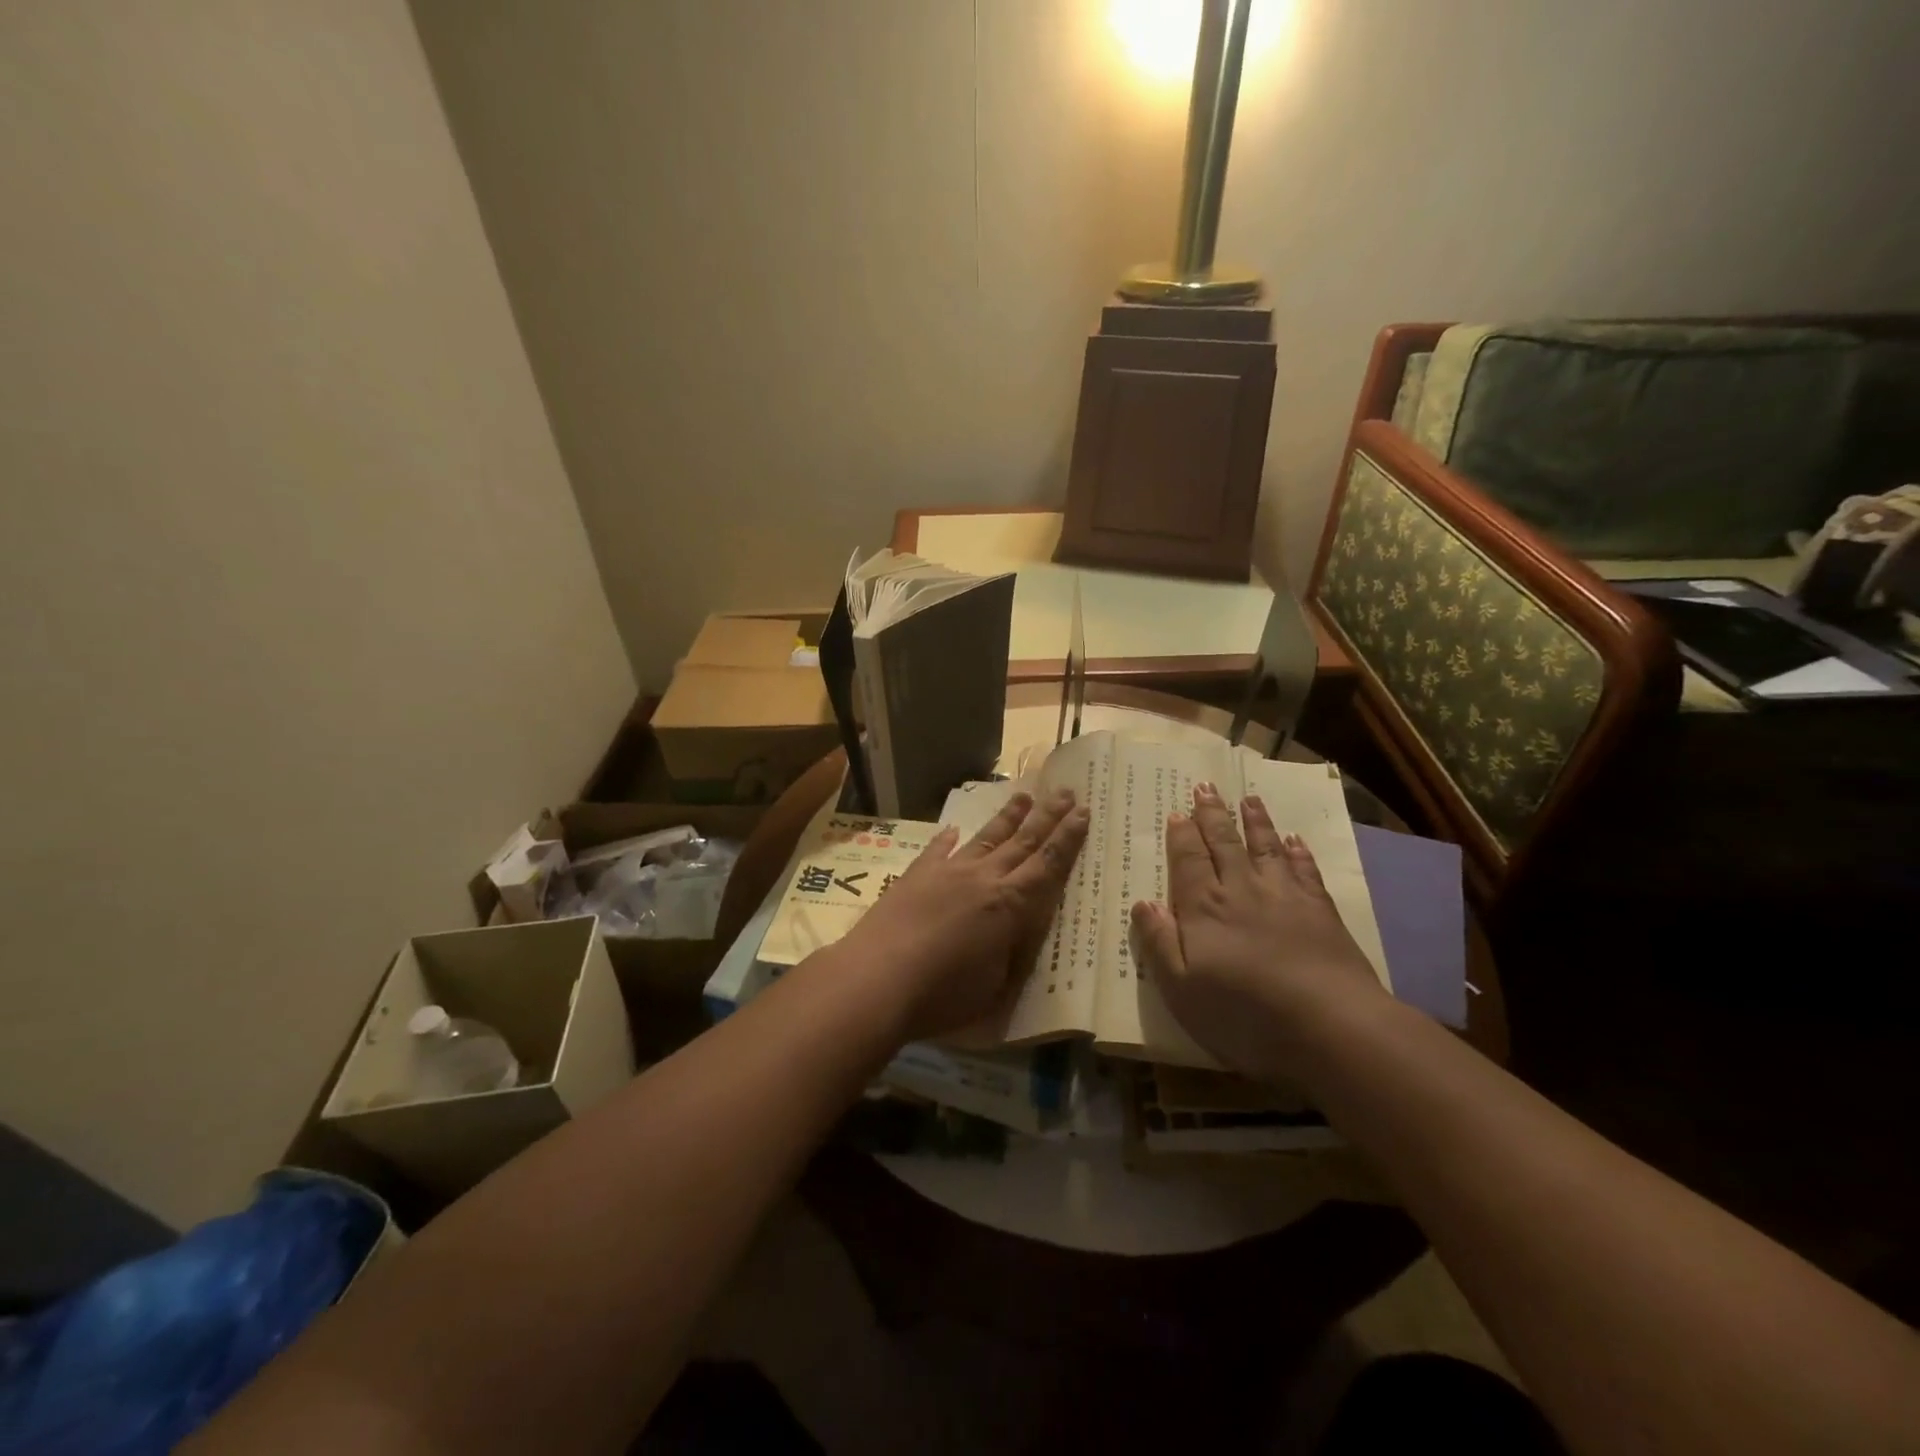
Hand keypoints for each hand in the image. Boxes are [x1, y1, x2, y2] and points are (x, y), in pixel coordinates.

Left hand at [828, 788, 1088, 1043]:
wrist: (877, 978)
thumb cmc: (943, 995)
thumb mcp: (996, 986)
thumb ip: (1012, 953)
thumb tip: (1019, 932)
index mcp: (1010, 905)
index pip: (1047, 865)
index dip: (1068, 839)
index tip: (1083, 812)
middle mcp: (983, 878)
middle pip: (1022, 841)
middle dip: (1047, 816)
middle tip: (1066, 791)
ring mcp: (947, 872)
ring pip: (985, 837)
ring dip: (1007, 817)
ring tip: (1024, 795)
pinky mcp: (916, 876)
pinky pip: (937, 850)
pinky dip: (947, 839)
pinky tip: (953, 829)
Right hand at [1130, 782, 1387, 1078]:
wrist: (1327, 1025)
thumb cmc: (1242, 1013)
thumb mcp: (1180, 988)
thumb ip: (1159, 942)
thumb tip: (1143, 903)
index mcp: (1204, 908)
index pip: (1188, 861)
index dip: (1182, 836)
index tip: (1178, 812)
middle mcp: (1241, 890)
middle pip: (1223, 844)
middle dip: (1212, 815)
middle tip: (1205, 787)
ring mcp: (1284, 897)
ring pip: (1264, 847)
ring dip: (1255, 822)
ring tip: (1248, 798)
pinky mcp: (1320, 911)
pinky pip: (1305, 870)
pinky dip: (1298, 852)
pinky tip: (1295, 840)